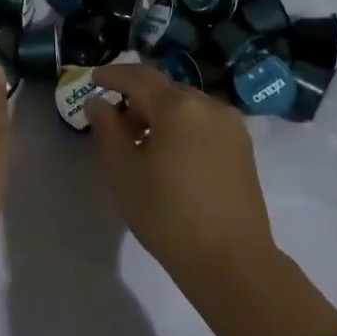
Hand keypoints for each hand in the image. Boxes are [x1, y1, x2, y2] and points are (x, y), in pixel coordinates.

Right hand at [86, 63, 277, 288]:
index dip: (113, 75)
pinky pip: (204, 121)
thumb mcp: (124, 172)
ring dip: (160, 112)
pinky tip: (170, 153)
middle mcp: (208, 105)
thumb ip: (107, 130)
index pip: (139, 77)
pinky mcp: (243, 146)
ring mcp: (231, 125)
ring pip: (186, 104)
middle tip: (114, 121)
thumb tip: (98, 103)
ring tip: (141, 141)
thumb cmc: (168, 215)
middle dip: (136, 97)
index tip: (93, 78)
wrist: (231, 261)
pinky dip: (182, 125)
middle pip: (164, 88)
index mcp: (177, 107)